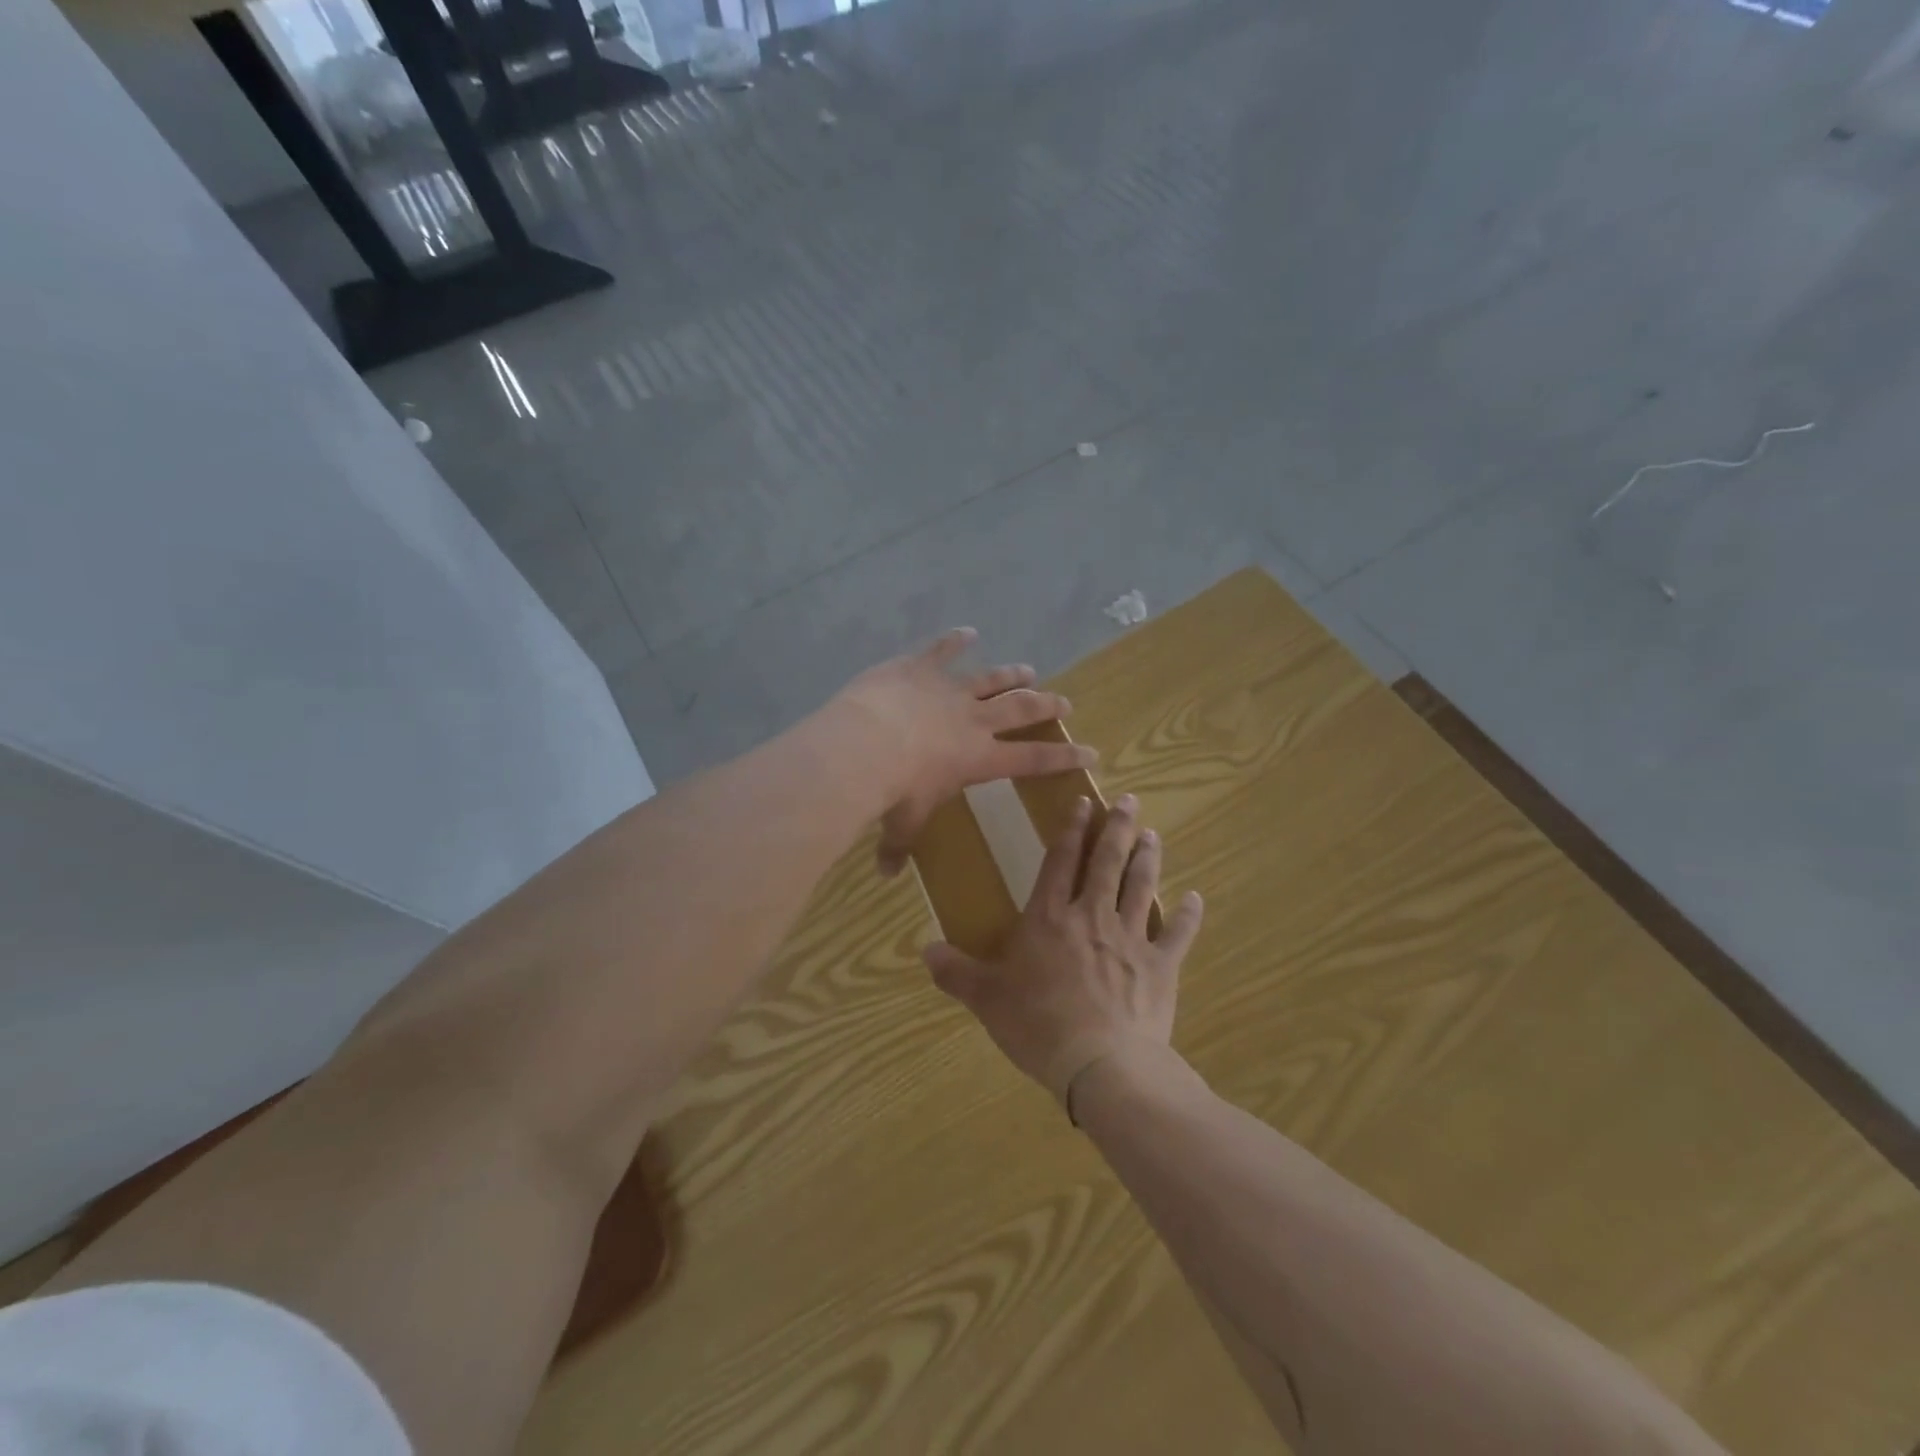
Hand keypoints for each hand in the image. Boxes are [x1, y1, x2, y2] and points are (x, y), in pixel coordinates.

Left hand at [834, 628, 1096, 875]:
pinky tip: (967, 631)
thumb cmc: (893, 791)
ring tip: (1029, 669)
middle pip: (1020, 709)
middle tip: (1065, 701)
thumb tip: (886, 876)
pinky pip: (941, 650)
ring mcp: (948, 689)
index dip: (1064, 757)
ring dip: (1011, 674)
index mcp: (979, 758)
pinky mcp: (919, 668)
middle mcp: (973, 720)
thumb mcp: (901, 824)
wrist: (864, 745)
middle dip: (1046, 705)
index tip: (1091, 752)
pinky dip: (955, 640)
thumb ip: (897, 847)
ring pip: (989, 679)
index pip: (1033, 760)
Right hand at [923, 793, 1203, 1115]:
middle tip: (1130, 802)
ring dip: (1147, 858)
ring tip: (1153, 835)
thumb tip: (924, 949)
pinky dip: (1187, 915)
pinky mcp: (1160, 966)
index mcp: (1049, 918)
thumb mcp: (986, 999)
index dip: (1071, 829)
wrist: (1100, 1063)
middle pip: (1107, 862)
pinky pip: (1177, 934)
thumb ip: (956, 971)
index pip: (1060, 861)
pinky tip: (1194, 898)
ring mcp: (1130, 938)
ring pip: (1141, 886)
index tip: (1083, 802)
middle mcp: (1091, 916)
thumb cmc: (1037, 1025)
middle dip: (1117, 828)